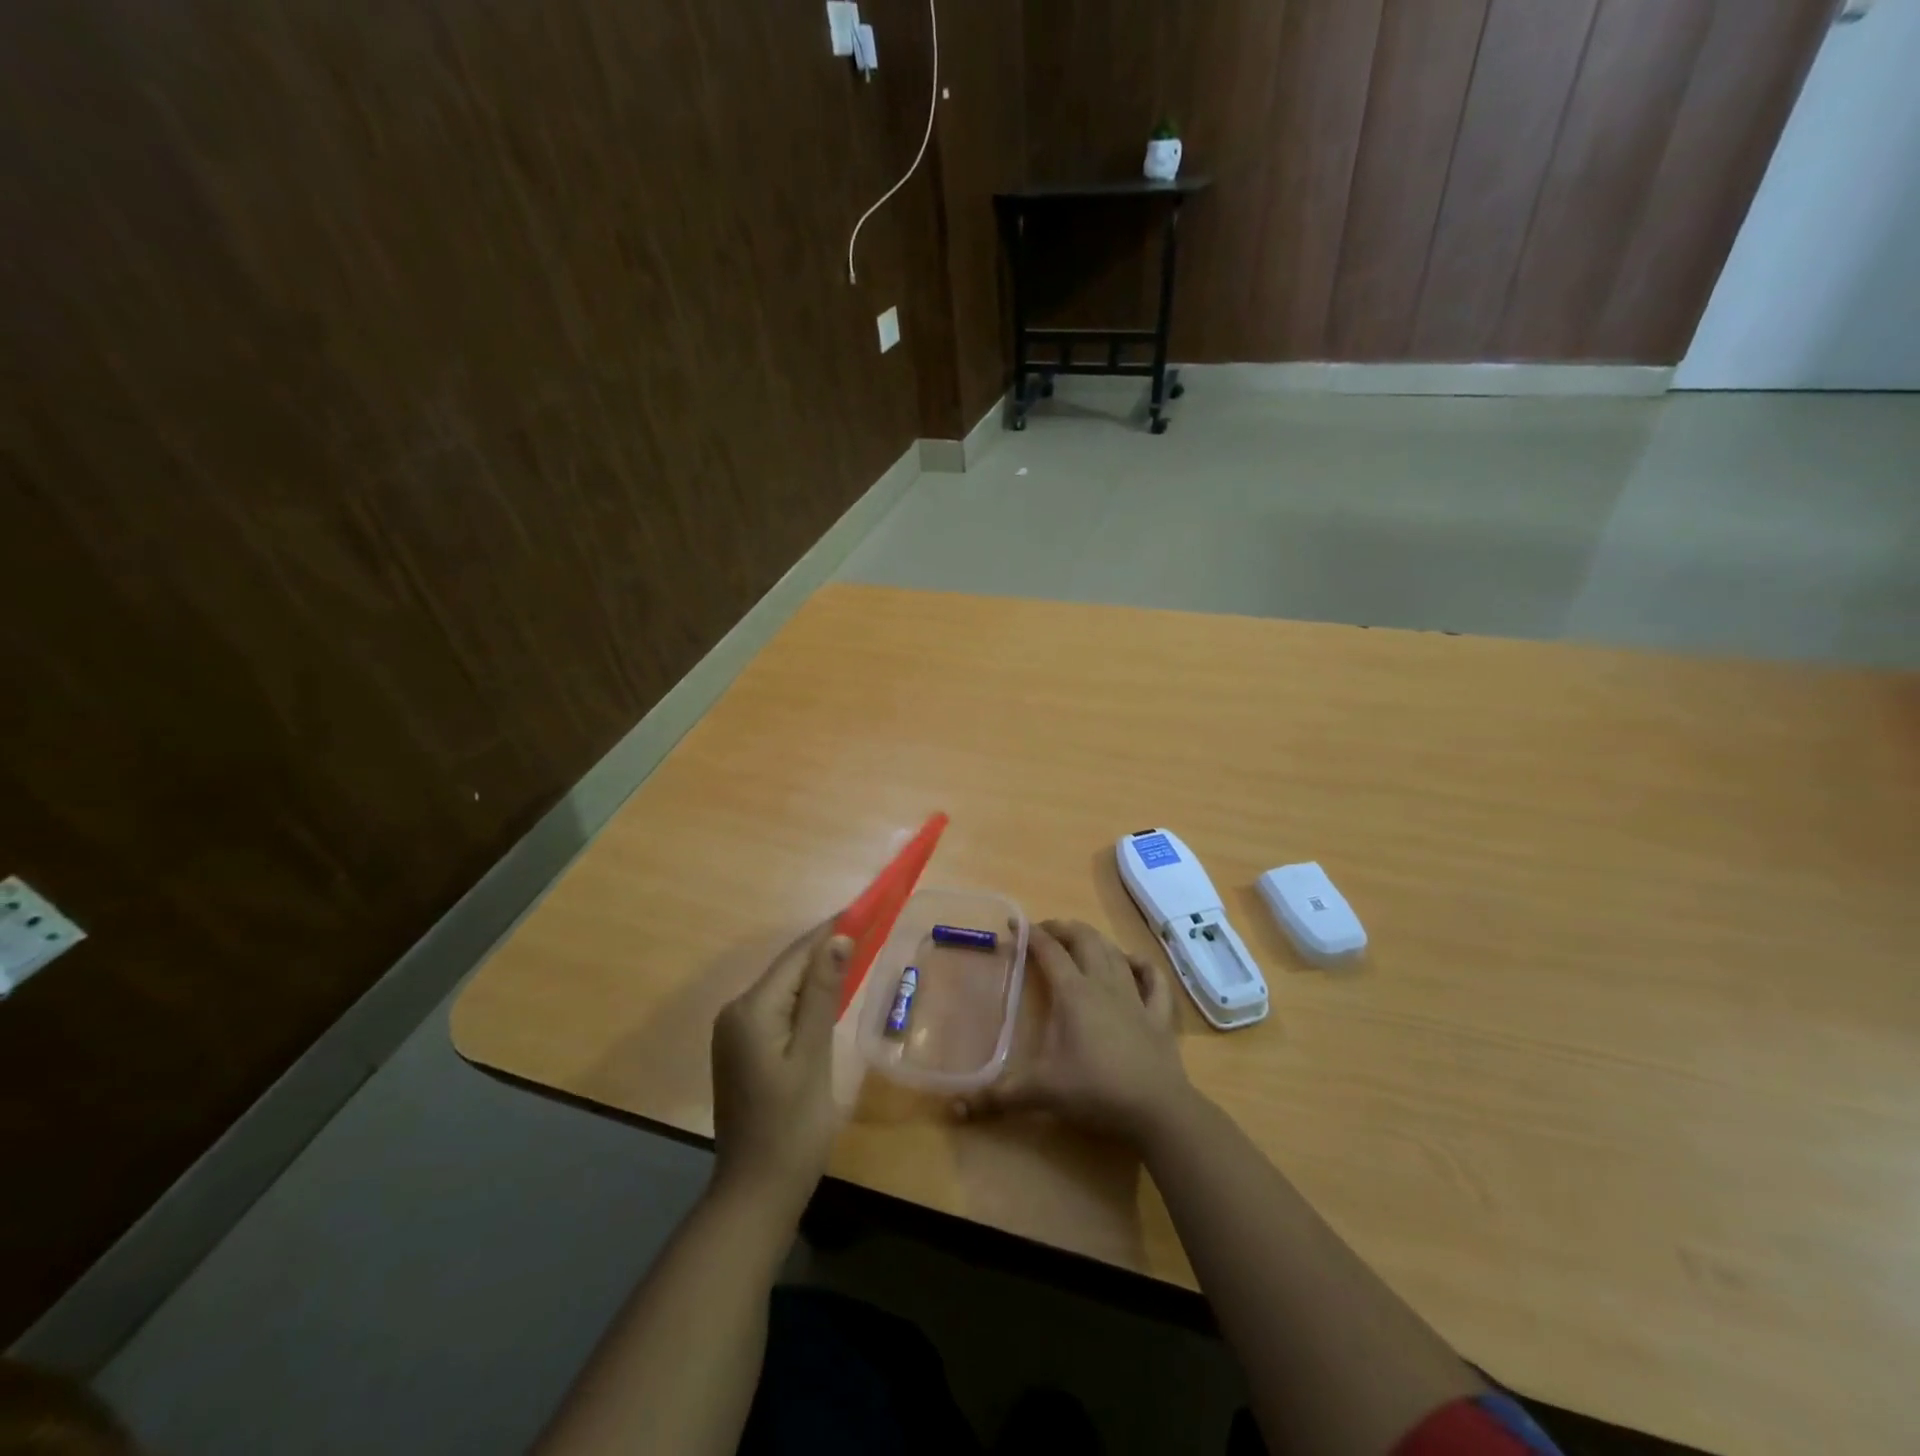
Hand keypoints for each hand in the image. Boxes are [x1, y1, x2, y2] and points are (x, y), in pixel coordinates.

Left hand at [710, 920, 849, 1214]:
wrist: (755, 1194)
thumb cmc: (791, 1128)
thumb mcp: (813, 1057)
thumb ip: (822, 994)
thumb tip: (838, 938)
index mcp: (750, 1010)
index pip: (796, 955)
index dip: (830, 930)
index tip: (864, 907)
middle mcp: (735, 1012)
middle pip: (787, 968)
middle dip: (825, 947)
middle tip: (869, 926)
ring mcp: (735, 1032)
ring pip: (783, 987)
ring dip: (817, 970)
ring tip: (857, 949)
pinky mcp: (743, 1049)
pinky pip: (778, 1008)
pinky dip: (804, 997)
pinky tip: (829, 992)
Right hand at [955, 919, 1190, 1145]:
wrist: (1157, 1109)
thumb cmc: (1096, 1091)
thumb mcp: (1042, 1092)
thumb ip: (999, 1096)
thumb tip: (956, 1108)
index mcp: (1074, 994)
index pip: (1049, 952)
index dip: (1031, 934)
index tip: (1014, 925)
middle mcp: (1104, 985)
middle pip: (1085, 940)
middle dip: (1064, 928)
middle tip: (1047, 930)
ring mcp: (1136, 997)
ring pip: (1116, 953)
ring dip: (1097, 940)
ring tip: (1082, 939)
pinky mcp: (1159, 1016)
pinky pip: (1154, 980)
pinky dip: (1143, 966)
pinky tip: (1134, 963)